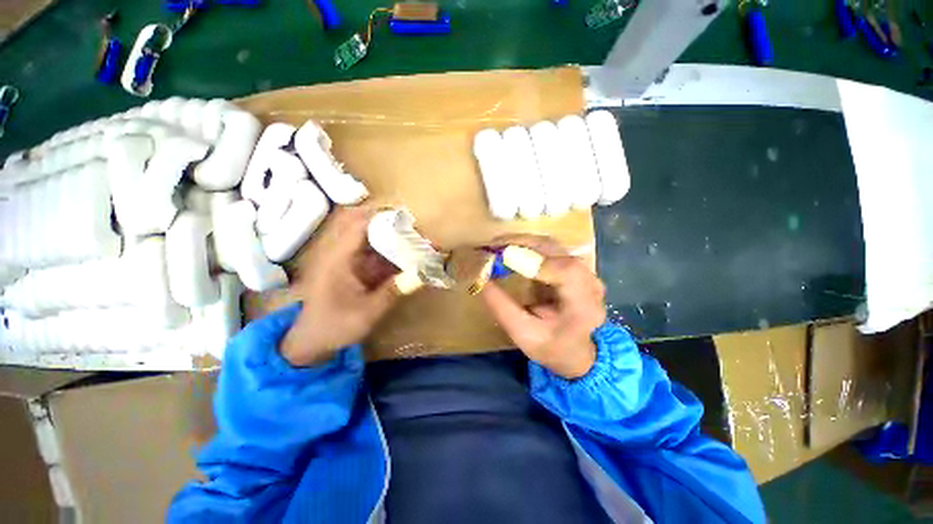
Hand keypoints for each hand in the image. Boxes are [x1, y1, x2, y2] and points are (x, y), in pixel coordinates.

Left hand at [281, 206, 399, 366]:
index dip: (381, 216)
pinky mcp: (351, 268)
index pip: (358, 225)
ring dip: (390, 236)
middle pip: (363, 225)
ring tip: (414, 238)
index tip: (406, 216)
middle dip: (388, 222)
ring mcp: (345, 260)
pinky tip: (404, 255)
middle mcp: (340, 253)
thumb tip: (422, 275)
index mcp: (338, 259)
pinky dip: (388, 251)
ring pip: (368, 238)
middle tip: (413, 225)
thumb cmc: (335, 326)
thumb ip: (394, 291)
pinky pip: (371, 253)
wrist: (311, 342)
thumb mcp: (367, 312)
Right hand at [480, 235, 606, 378]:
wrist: (578, 351)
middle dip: (520, 244)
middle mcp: (589, 281)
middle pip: (556, 251)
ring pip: (550, 244)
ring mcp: (583, 269)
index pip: (566, 272)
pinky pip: (547, 248)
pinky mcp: (572, 265)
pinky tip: (509, 251)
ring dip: (521, 242)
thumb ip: (502, 308)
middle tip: (490, 248)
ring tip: (495, 248)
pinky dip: (526, 246)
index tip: (503, 259)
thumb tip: (482, 279)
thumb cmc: (553, 348)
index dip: (534, 262)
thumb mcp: (524, 335)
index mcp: (585, 305)